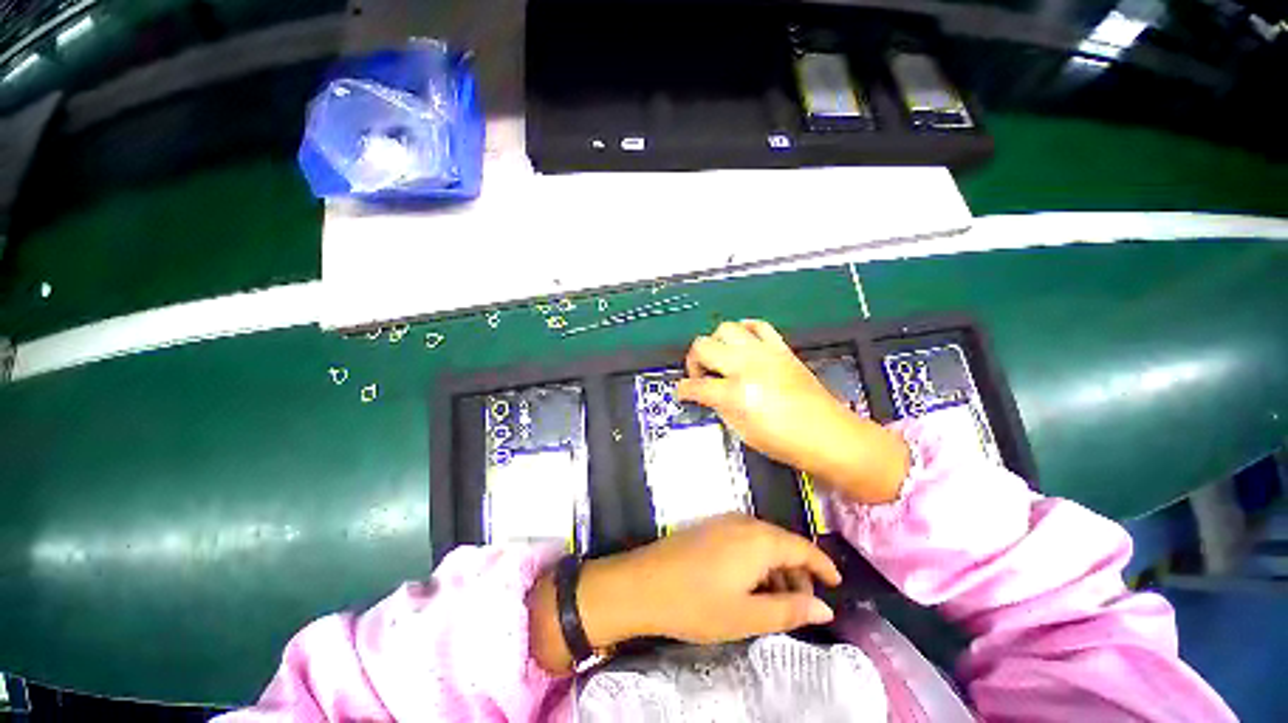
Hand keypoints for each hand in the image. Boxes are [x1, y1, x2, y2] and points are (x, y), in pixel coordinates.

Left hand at [527, 514, 840, 672]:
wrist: (643, 583)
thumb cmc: (697, 603)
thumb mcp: (747, 615)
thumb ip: (789, 610)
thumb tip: (825, 608)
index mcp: (758, 539)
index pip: (802, 547)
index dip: (823, 565)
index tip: (838, 583)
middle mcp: (744, 523)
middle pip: (783, 543)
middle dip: (799, 572)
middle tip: (805, 604)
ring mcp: (723, 523)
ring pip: (763, 542)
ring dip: (777, 568)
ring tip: (780, 601)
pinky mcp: (709, 528)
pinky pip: (745, 541)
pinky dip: (757, 562)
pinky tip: (752, 586)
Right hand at [677, 320, 908, 503]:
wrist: (827, 435)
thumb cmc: (784, 441)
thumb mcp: (741, 431)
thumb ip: (719, 406)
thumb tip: (707, 394)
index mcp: (735, 393)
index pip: (695, 385)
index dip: (682, 390)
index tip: (682, 392)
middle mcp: (746, 366)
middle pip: (702, 346)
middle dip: (693, 361)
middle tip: (700, 375)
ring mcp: (764, 352)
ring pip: (725, 328)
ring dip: (716, 343)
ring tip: (721, 359)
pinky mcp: (781, 348)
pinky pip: (757, 325)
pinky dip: (744, 330)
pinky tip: (743, 344)